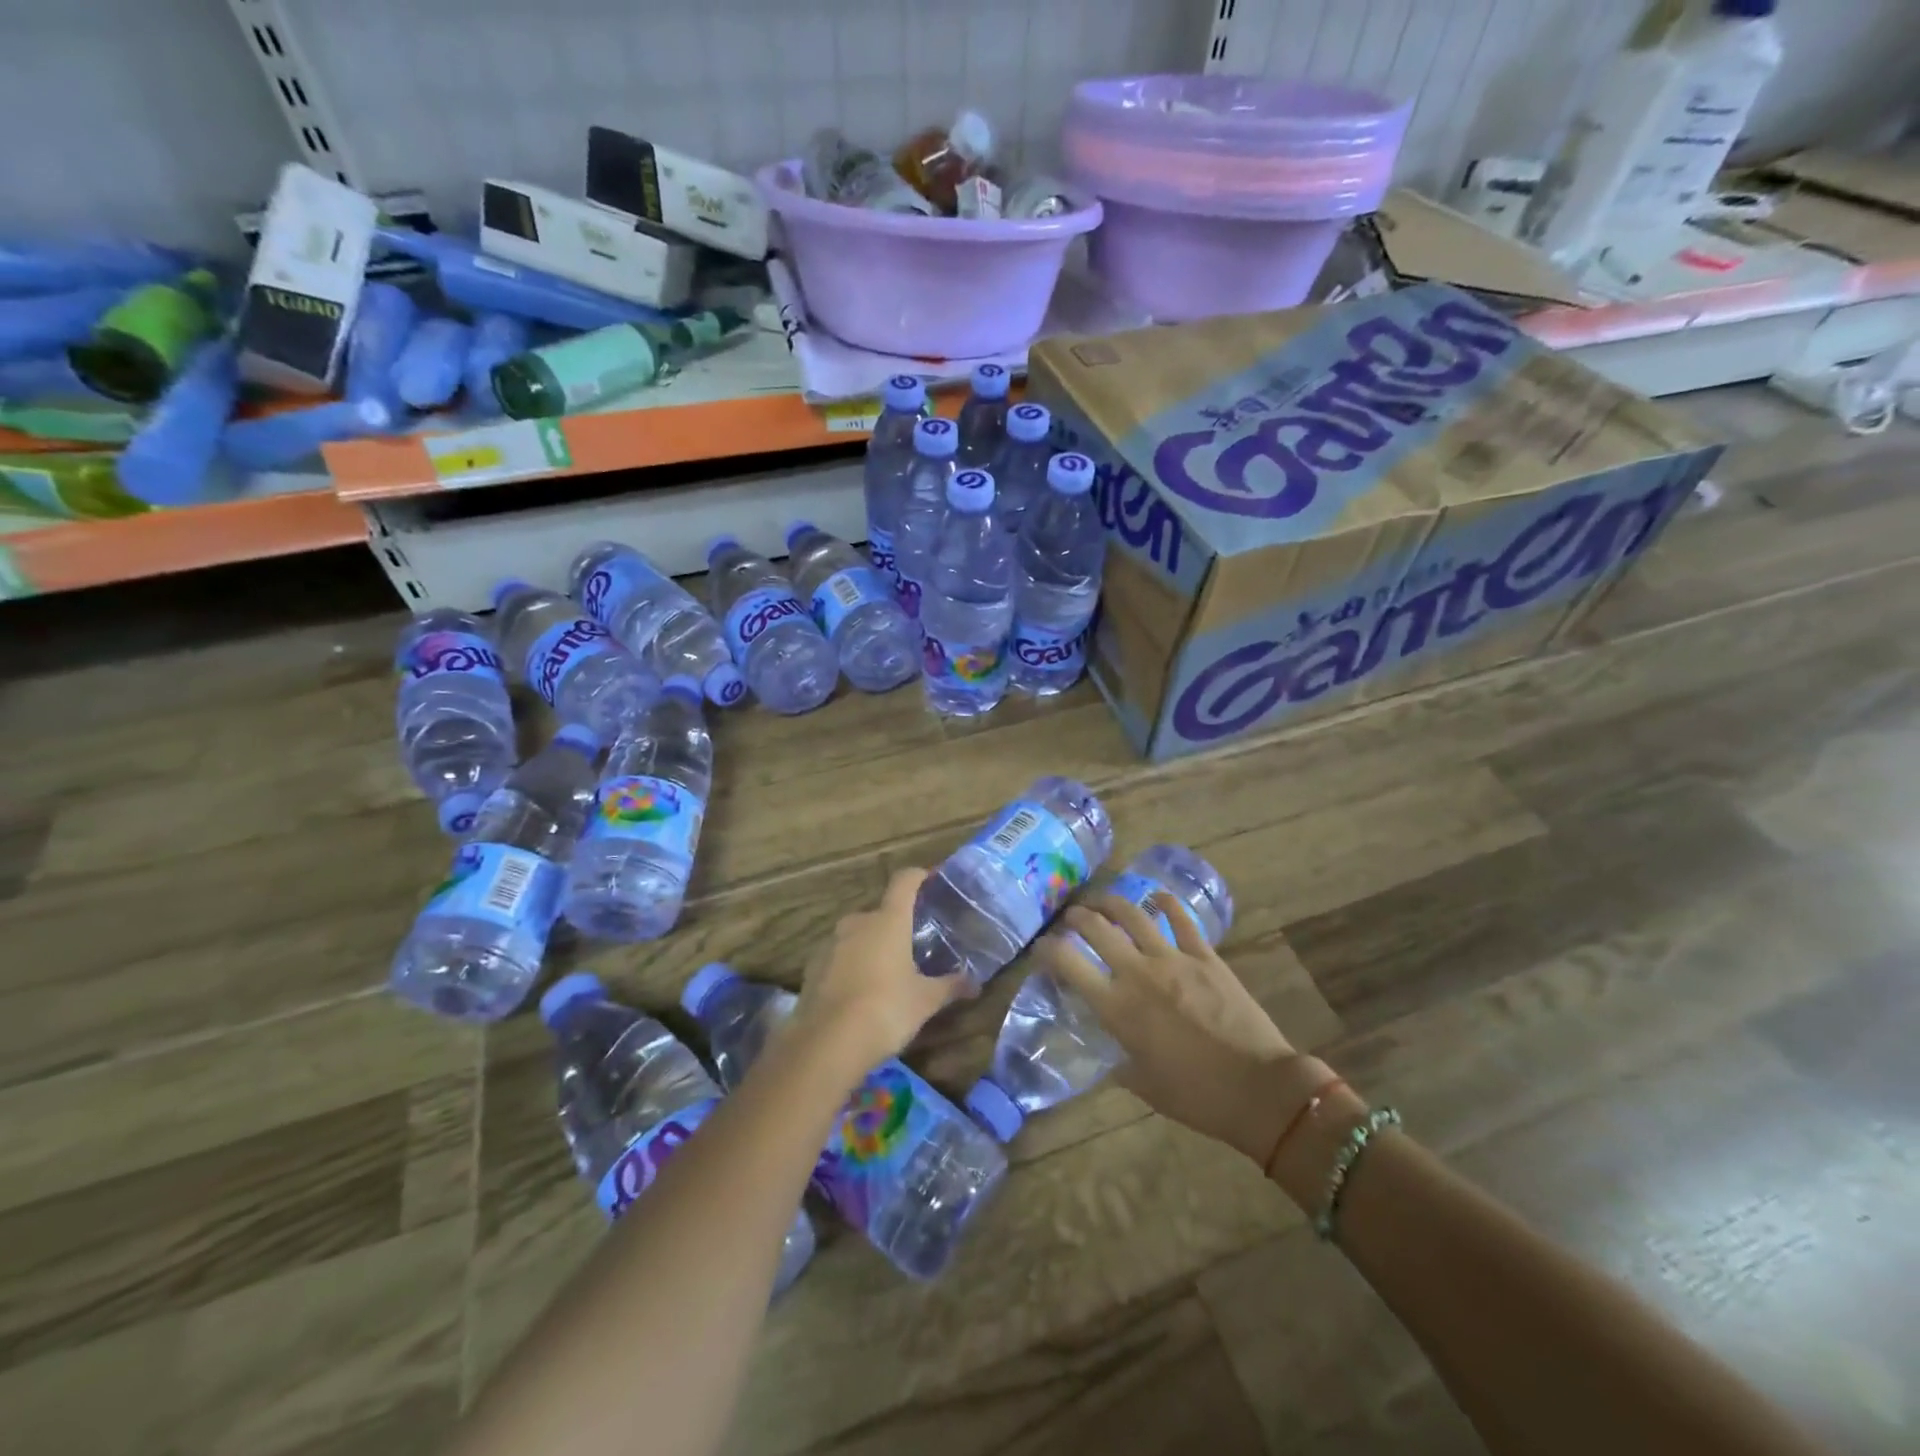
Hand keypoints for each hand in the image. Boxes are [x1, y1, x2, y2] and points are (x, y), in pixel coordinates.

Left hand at [792, 868, 967, 1074]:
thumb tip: (974, 983)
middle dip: (895, 925)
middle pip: (880, 913)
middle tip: (912, 944)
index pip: (904, 882)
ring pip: (857, 936)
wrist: (827, 1044)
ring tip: (886, 972)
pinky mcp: (812, 968)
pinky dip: (850, 966)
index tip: (929, 878)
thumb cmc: (886, 1010)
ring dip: (871, 946)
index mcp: (888, 921)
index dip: (917, 876)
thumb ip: (950, 987)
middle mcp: (857, 923)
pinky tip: (859, 992)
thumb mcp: (925, 1001)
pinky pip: (838, 957)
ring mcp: (830, 944)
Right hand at [1037, 892, 1330, 1164]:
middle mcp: (1138, 974)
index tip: (1041, 949)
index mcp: (1117, 1008)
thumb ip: (1118, 1063)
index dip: (1047, 951)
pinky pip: (1182, 920)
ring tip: (1101, 900)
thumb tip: (1107, 1053)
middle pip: (1096, 928)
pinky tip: (1156, 897)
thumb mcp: (1143, 1086)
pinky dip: (1166, 903)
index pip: (1068, 964)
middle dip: (1076, 917)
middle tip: (1070, 919)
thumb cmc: (1196, 1096)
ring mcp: (1174, 959)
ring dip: (1111, 902)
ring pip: (1134, 914)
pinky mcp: (1206, 956)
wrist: (1260, 1090)